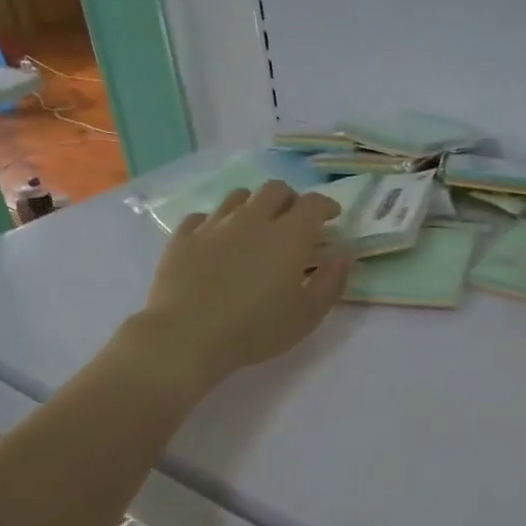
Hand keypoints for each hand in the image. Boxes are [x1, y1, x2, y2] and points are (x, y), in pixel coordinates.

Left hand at [128, 181, 349, 397]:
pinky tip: (217, 242)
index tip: (332, 217)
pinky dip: (217, 224)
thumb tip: (342, 256)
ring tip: (255, 227)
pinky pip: (204, 217)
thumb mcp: (308, 315)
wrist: (187, 336)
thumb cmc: (256, 329)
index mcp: (288, 236)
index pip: (313, 203)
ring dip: (254, 206)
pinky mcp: (184, 237)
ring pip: (239, 197)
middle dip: (291, 199)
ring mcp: (214, 225)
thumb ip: (331, 282)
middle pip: (275, 189)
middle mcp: (252, 219)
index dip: (326, 205)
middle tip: (294, 220)